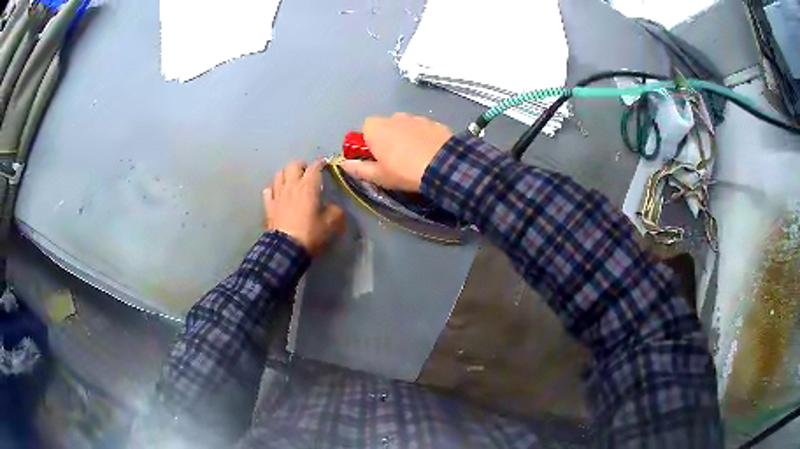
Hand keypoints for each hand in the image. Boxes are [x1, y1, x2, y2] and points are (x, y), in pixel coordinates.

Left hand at [263, 160, 344, 255]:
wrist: (286, 248)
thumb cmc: (311, 233)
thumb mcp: (332, 224)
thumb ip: (335, 211)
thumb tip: (332, 207)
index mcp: (308, 186)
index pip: (315, 167)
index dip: (321, 163)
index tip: (325, 163)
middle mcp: (291, 185)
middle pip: (293, 165)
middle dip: (302, 165)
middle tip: (307, 172)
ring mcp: (277, 195)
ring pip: (279, 174)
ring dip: (286, 174)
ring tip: (292, 180)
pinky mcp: (268, 206)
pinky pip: (268, 190)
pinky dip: (274, 188)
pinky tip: (278, 193)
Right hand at [339, 113, 452, 191]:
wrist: (443, 165)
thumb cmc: (403, 171)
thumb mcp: (378, 176)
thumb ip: (358, 169)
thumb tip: (343, 164)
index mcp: (376, 128)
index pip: (365, 128)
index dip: (368, 143)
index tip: (375, 158)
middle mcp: (394, 117)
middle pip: (385, 126)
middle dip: (388, 138)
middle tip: (395, 159)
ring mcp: (416, 117)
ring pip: (405, 126)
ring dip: (406, 137)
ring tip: (415, 157)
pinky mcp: (434, 122)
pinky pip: (422, 129)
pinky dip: (423, 137)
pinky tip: (429, 152)